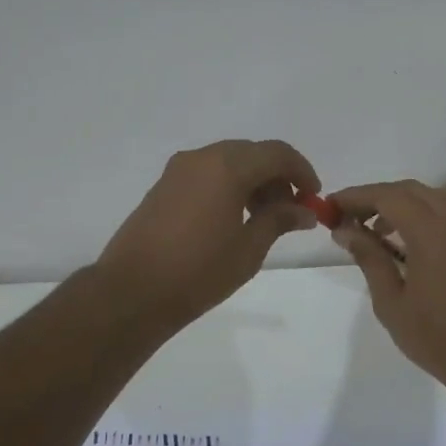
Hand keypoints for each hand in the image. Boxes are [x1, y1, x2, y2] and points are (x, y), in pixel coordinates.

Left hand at [96, 140, 320, 335]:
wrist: (132, 292)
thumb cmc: (199, 271)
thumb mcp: (249, 248)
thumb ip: (279, 220)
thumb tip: (304, 210)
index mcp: (227, 166)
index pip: (277, 153)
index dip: (302, 172)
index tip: (313, 198)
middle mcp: (202, 157)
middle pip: (252, 153)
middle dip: (277, 177)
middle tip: (290, 211)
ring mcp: (178, 170)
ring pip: (228, 161)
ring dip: (253, 181)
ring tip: (263, 219)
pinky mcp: (163, 186)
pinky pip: (207, 173)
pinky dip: (229, 186)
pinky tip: (233, 219)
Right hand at [329, 179, 445, 395]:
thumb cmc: (436, 335)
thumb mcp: (391, 301)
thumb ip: (369, 258)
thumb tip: (344, 230)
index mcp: (430, 232)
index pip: (387, 196)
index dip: (356, 196)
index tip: (331, 206)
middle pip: (409, 190)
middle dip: (376, 196)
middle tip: (348, 216)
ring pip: (430, 197)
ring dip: (399, 203)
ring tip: (373, 229)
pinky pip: (445, 213)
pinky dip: (419, 214)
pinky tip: (402, 240)